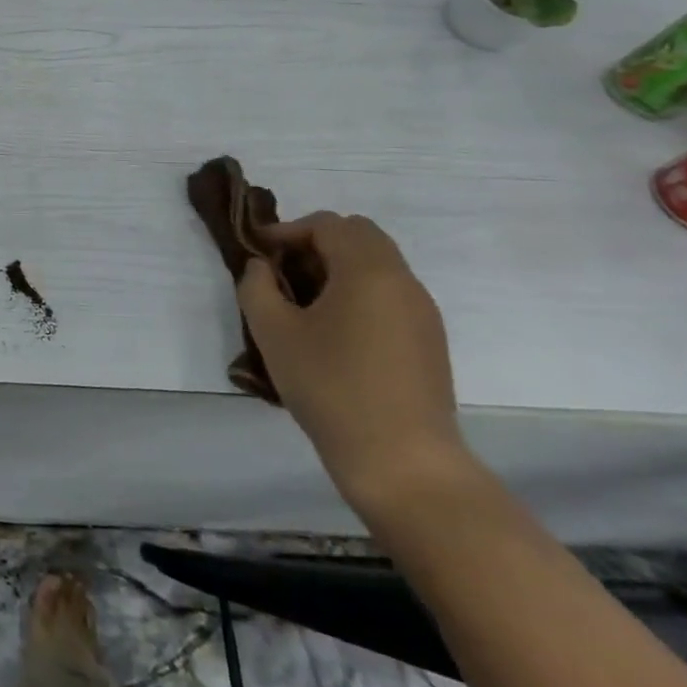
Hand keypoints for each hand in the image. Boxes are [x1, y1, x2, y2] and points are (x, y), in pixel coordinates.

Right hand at [236, 211, 467, 512]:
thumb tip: (262, 267)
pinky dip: (359, 292)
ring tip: (303, 301)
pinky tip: (334, 330)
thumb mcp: (273, 332)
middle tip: (282, 271)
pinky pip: (390, 294)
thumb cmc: (331, 387)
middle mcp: (403, 281)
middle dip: (316, 243)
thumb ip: (256, 287)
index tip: (259, 253)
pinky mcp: (430, 341)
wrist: (403, 462)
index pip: (328, 225)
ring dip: (338, 268)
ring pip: (378, 265)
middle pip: (360, 236)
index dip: (288, 231)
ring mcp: (423, 312)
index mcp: (368, 271)